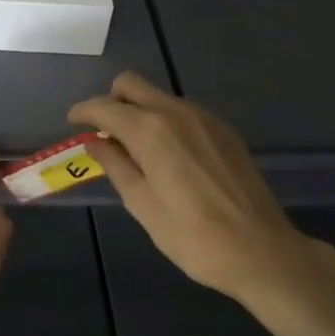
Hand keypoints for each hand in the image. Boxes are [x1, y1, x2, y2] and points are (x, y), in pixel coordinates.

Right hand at [70, 72, 321, 303]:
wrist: (262, 251)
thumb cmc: (193, 236)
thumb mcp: (142, 205)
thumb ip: (116, 165)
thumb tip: (95, 141)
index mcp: (150, 130)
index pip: (105, 106)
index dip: (83, 112)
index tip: (73, 123)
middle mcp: (175, 112)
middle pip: (131, 84)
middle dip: (111, 101)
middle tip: (104, 133)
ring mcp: (204, 118)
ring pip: (158, 96)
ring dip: (139, 110)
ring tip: (136, 148)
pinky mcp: (224, 130)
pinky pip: (182, 111)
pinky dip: (165, 121)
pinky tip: (169, 155)